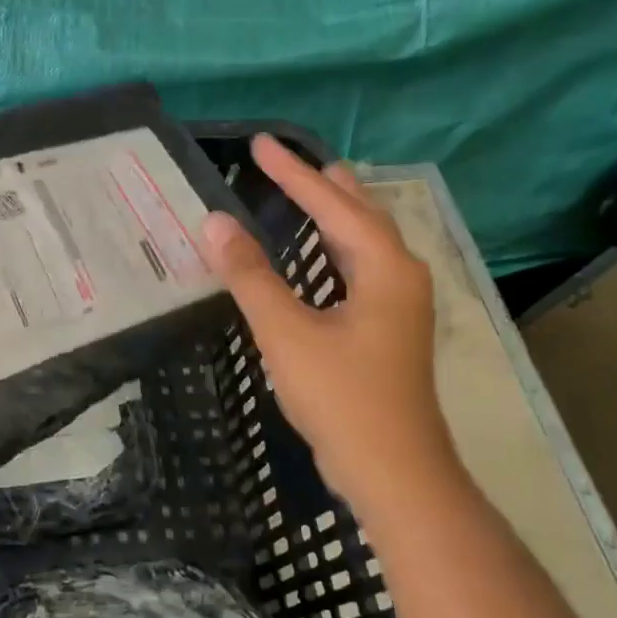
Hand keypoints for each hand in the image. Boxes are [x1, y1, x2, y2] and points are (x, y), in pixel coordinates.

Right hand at [199, 134, 450, 500]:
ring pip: (365, 242)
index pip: (333, 204)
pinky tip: (321, 256)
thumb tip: (214, 222)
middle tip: (287, 160)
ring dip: (335, 213)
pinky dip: (336, 247)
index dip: (293, 174)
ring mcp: (399, 305)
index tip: (260, 144)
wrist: (394, 473)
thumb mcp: (287, 333)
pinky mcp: (388, 329)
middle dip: (322, 185)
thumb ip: (250, 275)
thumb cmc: (342, 398)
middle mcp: (401, 276)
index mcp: (385, 268)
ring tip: (310, 188)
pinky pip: (360, 267)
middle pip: (360, 213)